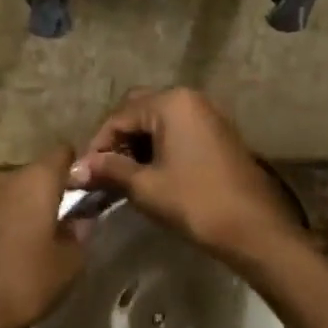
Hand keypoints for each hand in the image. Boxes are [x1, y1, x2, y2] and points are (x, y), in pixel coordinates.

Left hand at [0, 146, 85, 327]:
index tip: (86, 192)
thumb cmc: (25, 282)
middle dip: (49, 193)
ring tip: (33, 241)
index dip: (77, 169)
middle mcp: (3, 178)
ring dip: (23, 209)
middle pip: (35, 174)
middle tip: (63, 224)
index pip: (63, 153)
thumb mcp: (69, 264)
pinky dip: (2, 223)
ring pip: (10, 193)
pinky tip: (7, 252)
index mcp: (36, 180)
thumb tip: (80, 219)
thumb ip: (80, 233)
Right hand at [70, 88, 304, 264]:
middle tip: (103, 172)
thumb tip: (75, 169)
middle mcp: (190, 99)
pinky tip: (149, 175)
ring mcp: (208, 115)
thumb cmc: (195, 202)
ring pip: (158, 123)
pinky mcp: (218, 135)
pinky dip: (158, 149)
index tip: (84, 174)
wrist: (253, 228)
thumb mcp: (145, 186)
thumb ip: (109, 169)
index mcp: (171, 103)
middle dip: (117, 141)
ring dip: (137, 146)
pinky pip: (178, 132)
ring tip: (122, 178)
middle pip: (139, 112)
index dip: (97, 145)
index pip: (119, 116)